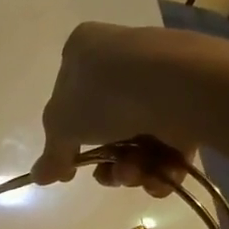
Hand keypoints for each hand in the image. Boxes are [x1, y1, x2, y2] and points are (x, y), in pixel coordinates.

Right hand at [32, 22, 228, 196]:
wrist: (177, 86)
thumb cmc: (105, 94)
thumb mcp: (62, 126)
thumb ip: (51, 155)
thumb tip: (38, 177)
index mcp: (84, 50)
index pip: (66, 96)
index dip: (66, 138)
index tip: (69, 170)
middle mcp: (121, 60)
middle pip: (104, 127)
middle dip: (105, 162)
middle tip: (108, 176)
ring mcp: (158, 81)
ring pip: (136, 140)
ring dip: (132, 169)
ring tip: (136, 175)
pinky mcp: (190, 103)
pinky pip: (168, 143)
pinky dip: (162, 167)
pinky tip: (160, 178)